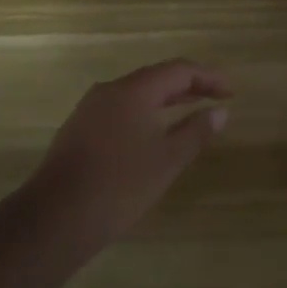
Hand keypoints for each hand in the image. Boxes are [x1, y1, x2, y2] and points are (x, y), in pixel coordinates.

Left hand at [23, 59, 231, 258]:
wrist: (55, 218)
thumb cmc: (120, 186)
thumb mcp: (167, 159)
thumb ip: (196, 131)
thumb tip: (220, 111)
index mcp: (134, 90)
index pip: (179, 70)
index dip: (208, 77)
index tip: (231, 93)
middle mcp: (110, 90)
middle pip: (156, 77)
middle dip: (189, 86)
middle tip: (216, 99)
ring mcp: (90, 109)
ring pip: (136, 94)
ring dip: (166, 99)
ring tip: (190, 112)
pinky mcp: (78, 129)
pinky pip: (120, 109)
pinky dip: (145, 112)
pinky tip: (153, 133)